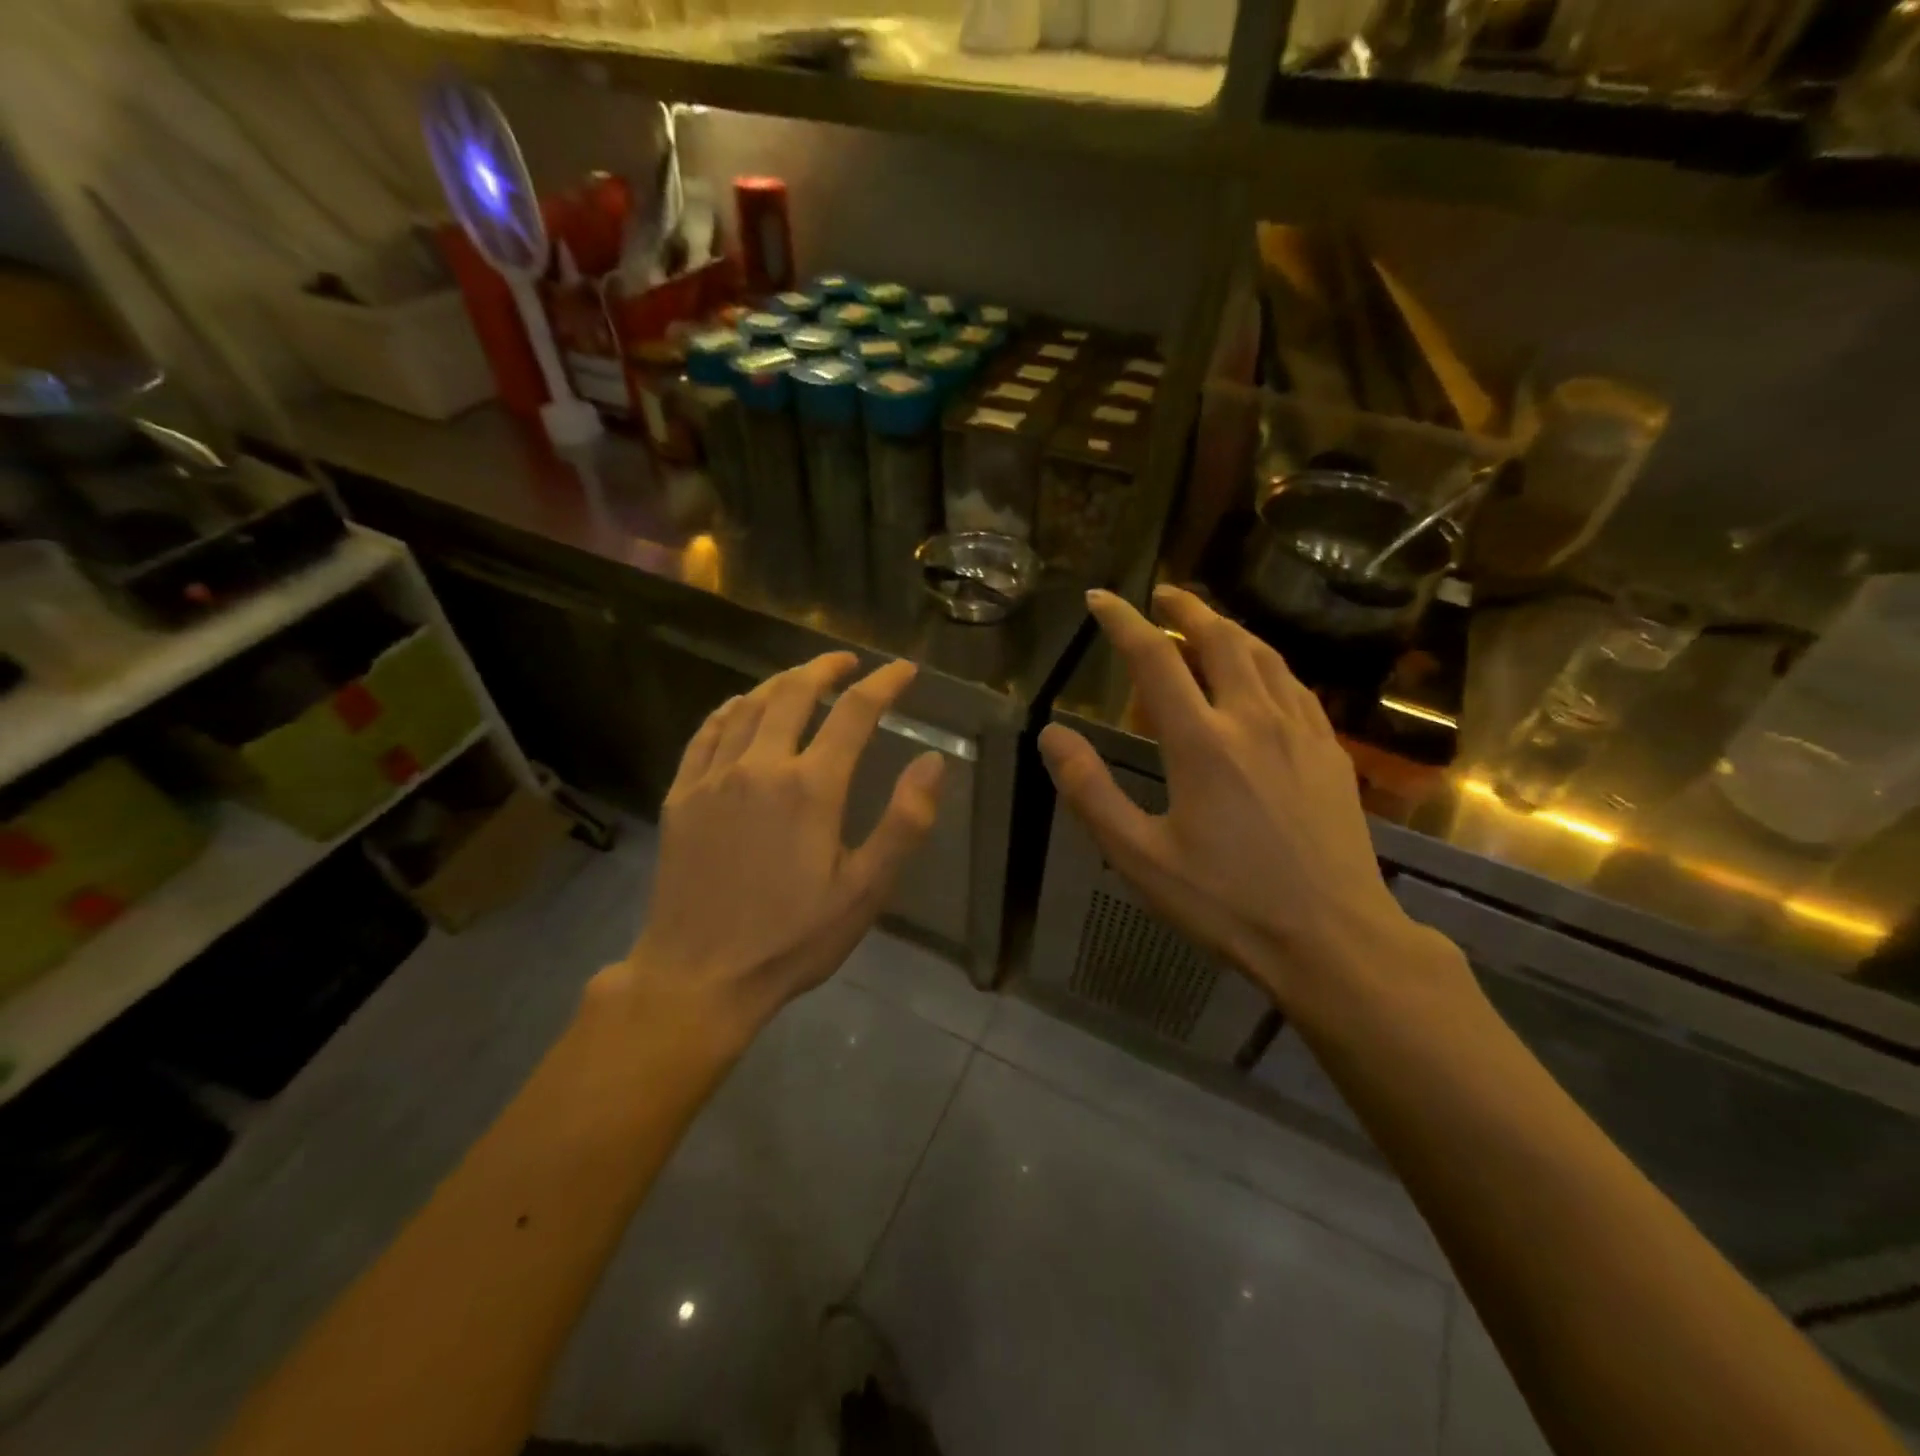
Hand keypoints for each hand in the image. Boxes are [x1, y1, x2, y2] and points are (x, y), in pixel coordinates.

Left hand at [600, 652, 945, 1045]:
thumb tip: (932, 762)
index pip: (855, 713)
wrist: (700, 977)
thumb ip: (904, 822)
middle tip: (848, 662)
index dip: (884, 684)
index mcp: (811, 787)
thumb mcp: (865, 890)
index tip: (904, 670)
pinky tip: (740, 708)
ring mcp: (713, 778)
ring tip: (802, 679)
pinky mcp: (682, 796)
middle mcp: (760, 766)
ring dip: (780, 683)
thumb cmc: (793, 938)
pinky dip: (730, 710)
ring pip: (748, 706)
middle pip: (794, 693)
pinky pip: (706, 733)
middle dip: (826, 668)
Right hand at [1039, 586, 1433, 1011]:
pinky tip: (1260, 672)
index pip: (1154, 658)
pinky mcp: (1330, 751)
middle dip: (1185, 608)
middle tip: (1161, 594)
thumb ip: (1091, 792)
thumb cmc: (1227, 902)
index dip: (1122, 621)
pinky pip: (1294, 684)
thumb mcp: (1139, 857)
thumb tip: (1052, 734)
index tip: (1100, 598)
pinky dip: (1266, 660)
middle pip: (1219, 638)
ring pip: (1263, 654)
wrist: (1334, 940)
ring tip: (1205, 621)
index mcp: (1201, 742)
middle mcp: (1253, 719)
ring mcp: (1300, 731)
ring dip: (1228, 627)